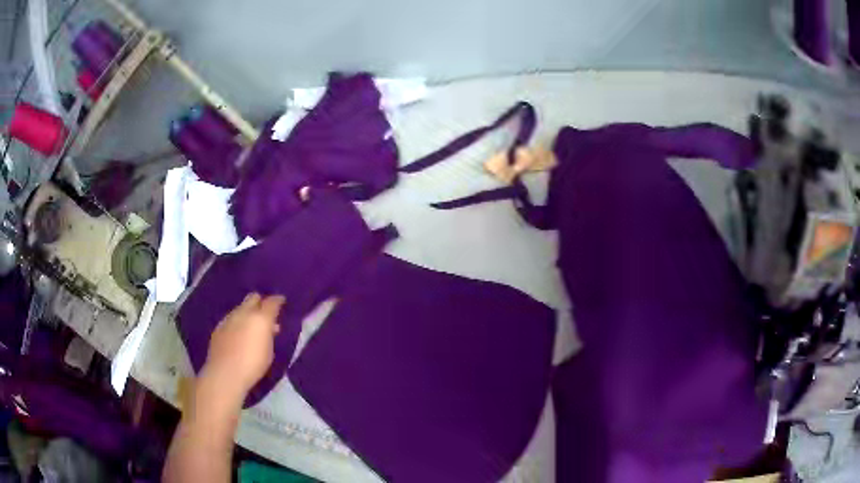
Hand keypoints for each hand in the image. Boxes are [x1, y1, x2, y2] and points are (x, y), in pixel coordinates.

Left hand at [201, 293, 284, 399]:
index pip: (272, 302)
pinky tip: (237, 335)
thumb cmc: (254, 365)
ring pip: (240, 308)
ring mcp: (229, 318)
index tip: (281, 302)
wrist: (226, 373)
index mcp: (260, 318)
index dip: (277, 301)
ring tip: (250, 327)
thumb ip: (269, 335)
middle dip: (260, 302)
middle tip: (264, 313)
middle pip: (253, 298)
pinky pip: (230, 319)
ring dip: (247, 314)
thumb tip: (270, 327)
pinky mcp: (218, 327)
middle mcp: (244, 313)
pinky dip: (236, 323)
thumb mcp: (269, 351)